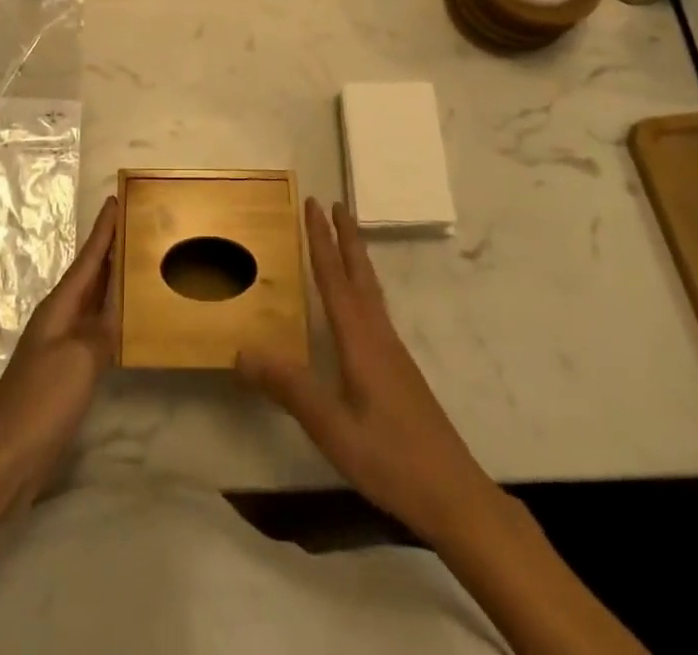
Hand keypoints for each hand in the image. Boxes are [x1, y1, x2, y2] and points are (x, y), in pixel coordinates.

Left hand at [0, 194, 118, 512]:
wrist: (5, 458)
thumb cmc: (41, 401)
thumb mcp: (79, 359)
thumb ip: (102, 329)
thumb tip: (117, 310)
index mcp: (59, 307)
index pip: (87, 259)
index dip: (103, 230)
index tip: (116, 199)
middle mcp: (59, 319)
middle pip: (90, 275)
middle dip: (111, 248)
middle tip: (139, 223)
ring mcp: (61, 346)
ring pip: (93, 302)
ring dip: (114, 281)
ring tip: (140, 263)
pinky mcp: (65, 372)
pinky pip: (94, 330)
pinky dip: (112, 317)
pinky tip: (128, 321)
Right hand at [237, 198, 493, 545]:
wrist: (455, 494)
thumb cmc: (390, 458)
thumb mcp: (331, 428)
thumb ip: (289, 387)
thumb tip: (242, 349)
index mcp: (360, 340)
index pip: (335, 278)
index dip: (321, 239)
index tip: (313, 203)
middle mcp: (378, 336)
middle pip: (360, 274)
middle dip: (345, 236)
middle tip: (335, 203)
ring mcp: (393, 353)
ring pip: (371, 290)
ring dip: (356, 257)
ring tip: (345, 238)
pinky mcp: (400, 370)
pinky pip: (375, 310)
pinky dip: (362, 286)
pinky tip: (358, 304)